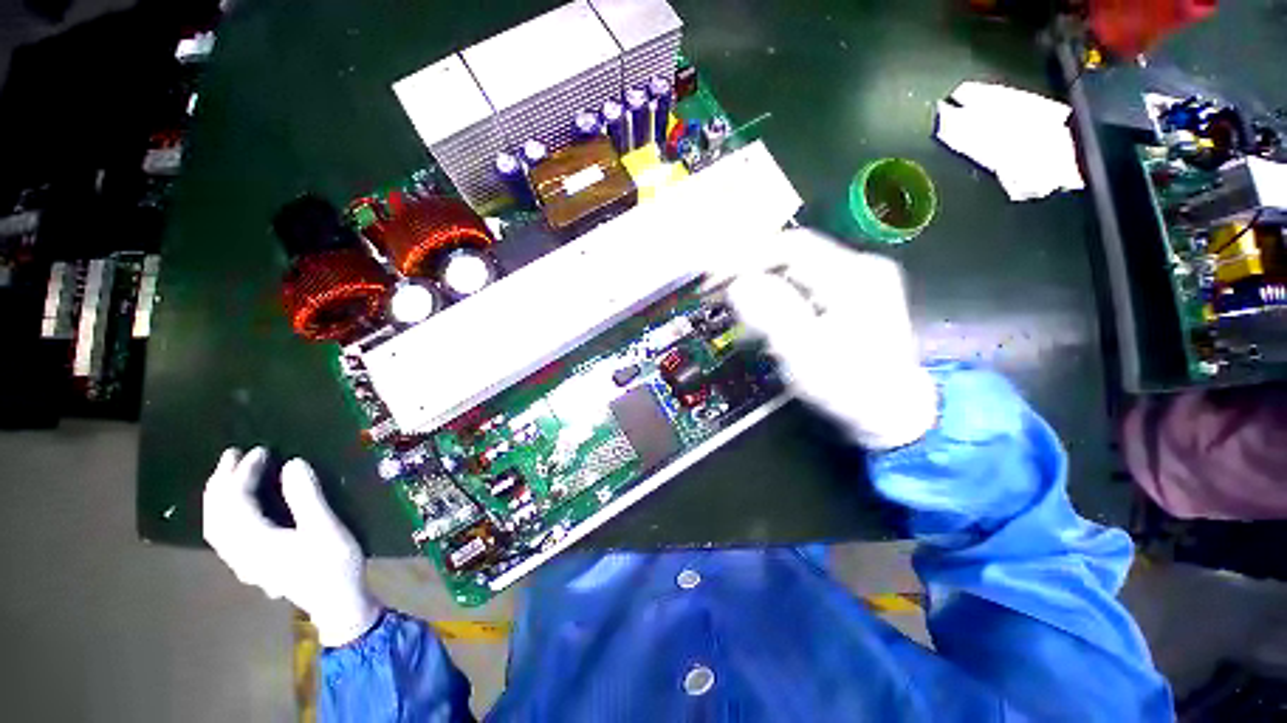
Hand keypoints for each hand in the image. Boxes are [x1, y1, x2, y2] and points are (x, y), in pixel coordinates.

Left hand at [203, 448, 379, 645]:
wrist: (341, 610)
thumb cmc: (336, 571)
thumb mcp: (329, 532)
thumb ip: (308, 496)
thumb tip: (291, 463)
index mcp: (259, 542)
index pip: (237, 498)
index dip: (246, 470)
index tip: (264, 452)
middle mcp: (244, 553)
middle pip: (219, 510)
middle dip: (224, 478)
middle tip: (235, 454)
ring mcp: (245, 564)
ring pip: (215, 525)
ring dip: (216, 498)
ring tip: (225, 477)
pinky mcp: (250, 570)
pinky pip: (220, 541)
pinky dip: (217, 520)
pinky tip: (224, 514)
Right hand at [721, 229, 936, 449]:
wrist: (897, 416)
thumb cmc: (853, 390)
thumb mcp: (808, 357)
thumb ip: (773, 315)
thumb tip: (739, 284)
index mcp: (855, 276)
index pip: (792, 245)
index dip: (748, 255)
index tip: (715, 274)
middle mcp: (865, 267)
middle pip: (799, 253)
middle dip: (758, 269)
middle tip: (722, 290)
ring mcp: (870, 279)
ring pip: (807, 266)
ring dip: (773, 281)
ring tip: (745, 306)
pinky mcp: (867, 294)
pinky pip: (818, 280)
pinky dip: (792, 292)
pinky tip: (778, 313)